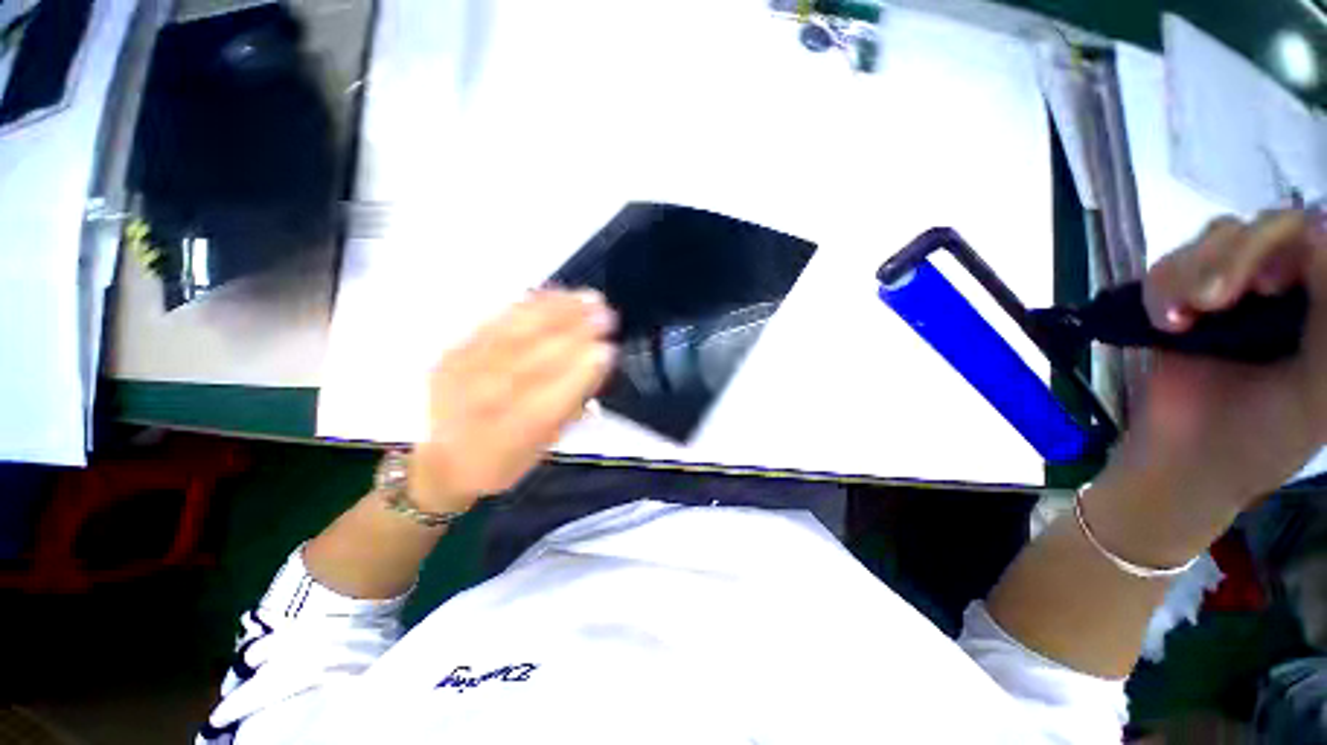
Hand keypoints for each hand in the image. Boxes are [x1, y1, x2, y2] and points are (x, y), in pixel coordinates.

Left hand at [407, 290, 616, 512]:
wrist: (444, 457)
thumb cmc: (504, 458)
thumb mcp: (542, 448)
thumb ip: (569, 408)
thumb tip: (596, 365)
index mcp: (503, 441)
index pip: (546, 404)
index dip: (578, 375)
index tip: (607, 350)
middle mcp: (477, 407)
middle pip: (528, 363)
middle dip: (572, 336)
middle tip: (604, 315)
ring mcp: (460, 375)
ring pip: (512, 336)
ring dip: (555, 314)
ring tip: (587, 298)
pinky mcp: (453, 352)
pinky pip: (493, 322)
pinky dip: (528, 306)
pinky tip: (555, 294)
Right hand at [1095, 211, 1325, 519]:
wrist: (1187, 460)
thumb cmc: (1266, 436)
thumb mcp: (1320, 387)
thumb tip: (1321, 243)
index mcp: (1323, 303)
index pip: (1317, 235)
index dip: (1290, 245)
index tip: (1270, 287)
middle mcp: (1285, 284)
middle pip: (1265, 224)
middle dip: (1233, 258)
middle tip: (1211, 302)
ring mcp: (1232, 289)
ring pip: (1214, 237)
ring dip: (1188, 275)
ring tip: (1179, 320)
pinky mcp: (1181, 301)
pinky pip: (1166, 266)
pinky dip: (1158, 290)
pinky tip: (1165, 323)